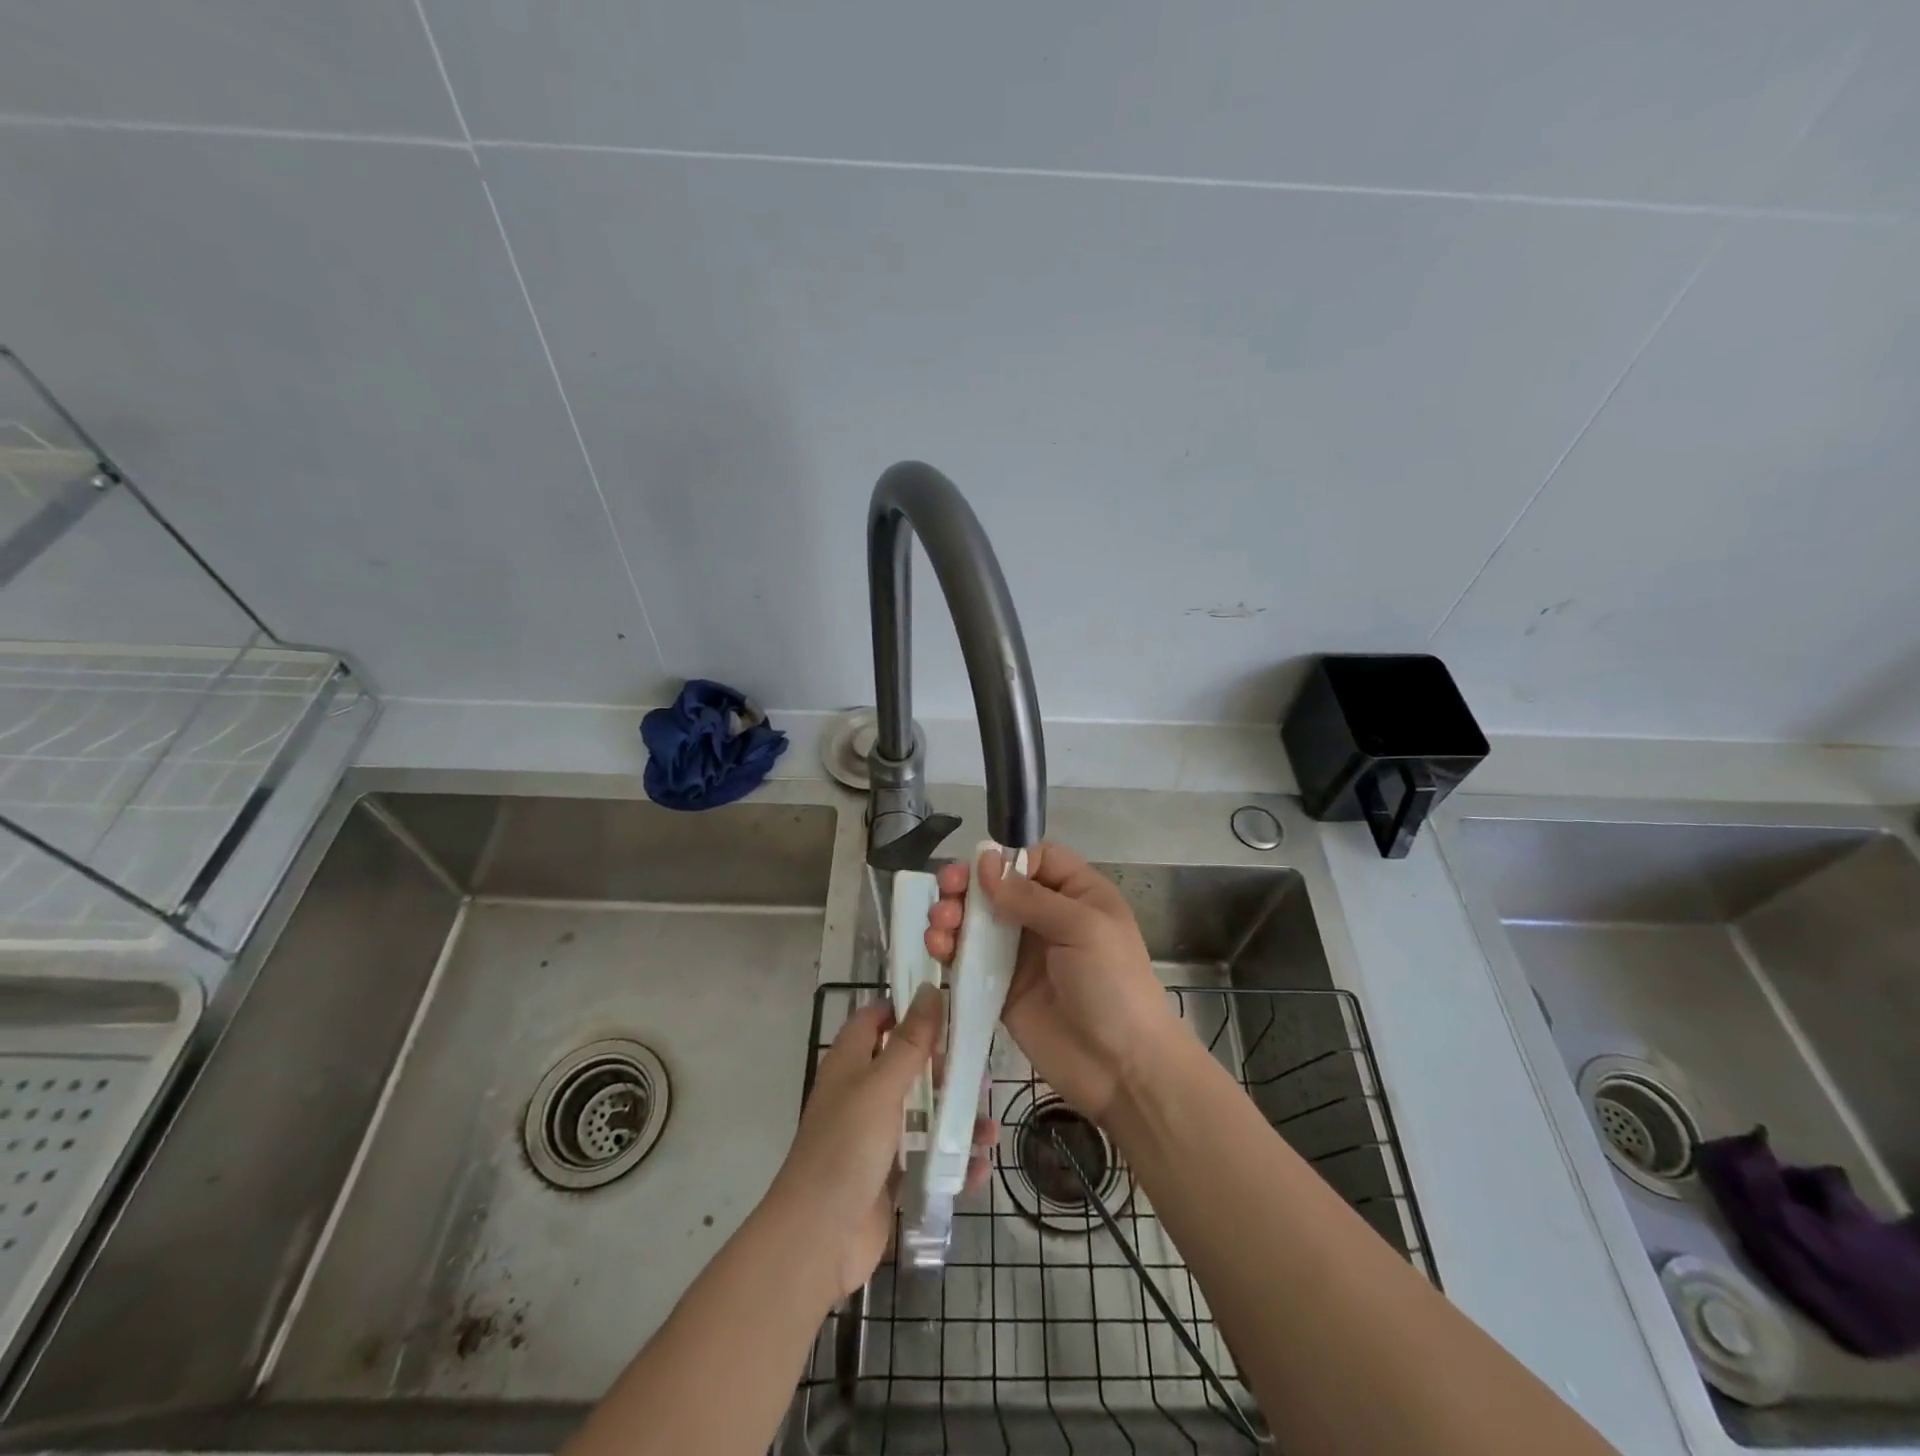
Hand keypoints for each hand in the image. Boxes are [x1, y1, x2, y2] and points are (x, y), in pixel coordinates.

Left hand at [767, 985, 990, 1301]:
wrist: (818, 1240)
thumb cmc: (846, 1148)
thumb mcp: (881, 1086)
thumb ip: (910, 1041)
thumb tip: (929, 989)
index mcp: (850, 1064)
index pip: (876, 1019)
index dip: (906, 1008)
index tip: (948, 1005)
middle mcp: (863, 1094)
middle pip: (909, 1066)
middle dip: (946, 1069)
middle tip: (980, 1073)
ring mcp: (877, 1137)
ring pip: (924, 1114)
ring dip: (958, 1119)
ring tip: (990, 1130)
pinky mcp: (891, 1176)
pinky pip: (928, 1158)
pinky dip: (954, 1162)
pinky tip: (980, 1168)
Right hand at [926, 842, 1179, 1123]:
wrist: (1121, 1068)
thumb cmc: (1113, 985)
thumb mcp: (1083, 928)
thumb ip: (1031, 896)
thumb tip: (986, 862)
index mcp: (1076, 894)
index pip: (1036, 859)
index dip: (1006, 859)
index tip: (981, 871)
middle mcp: (1046, 918)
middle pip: (998, 887)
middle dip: (967, 884)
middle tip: (946, 890)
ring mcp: (1021, 954)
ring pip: (978, 921)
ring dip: (952, 914)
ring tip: (939, 923)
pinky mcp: (1001, 988)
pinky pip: (969, 960)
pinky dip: (949, 949)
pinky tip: (936, 948)